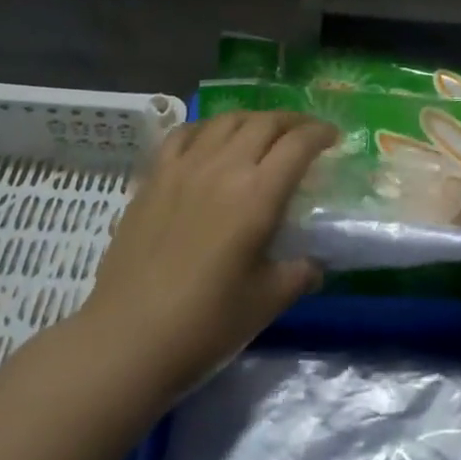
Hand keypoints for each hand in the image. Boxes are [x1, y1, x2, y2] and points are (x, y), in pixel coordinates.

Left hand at [79, 112, 332, 399]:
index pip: (298, 144)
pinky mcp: (155, 176)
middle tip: (304, 133)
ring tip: (262, 132)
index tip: (333, 137)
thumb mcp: (266, 303)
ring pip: (226, 120)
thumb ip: (299, 274)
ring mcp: (185, 167)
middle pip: (265, 122)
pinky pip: (185, 134)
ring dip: (253, 119)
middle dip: (292, 121)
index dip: (320, 133)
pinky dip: (207, 128)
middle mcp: (224, 167)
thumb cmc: (204, 325)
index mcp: (258, 194)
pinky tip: (211, 140)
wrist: (127, 340)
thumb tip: (314, 264)